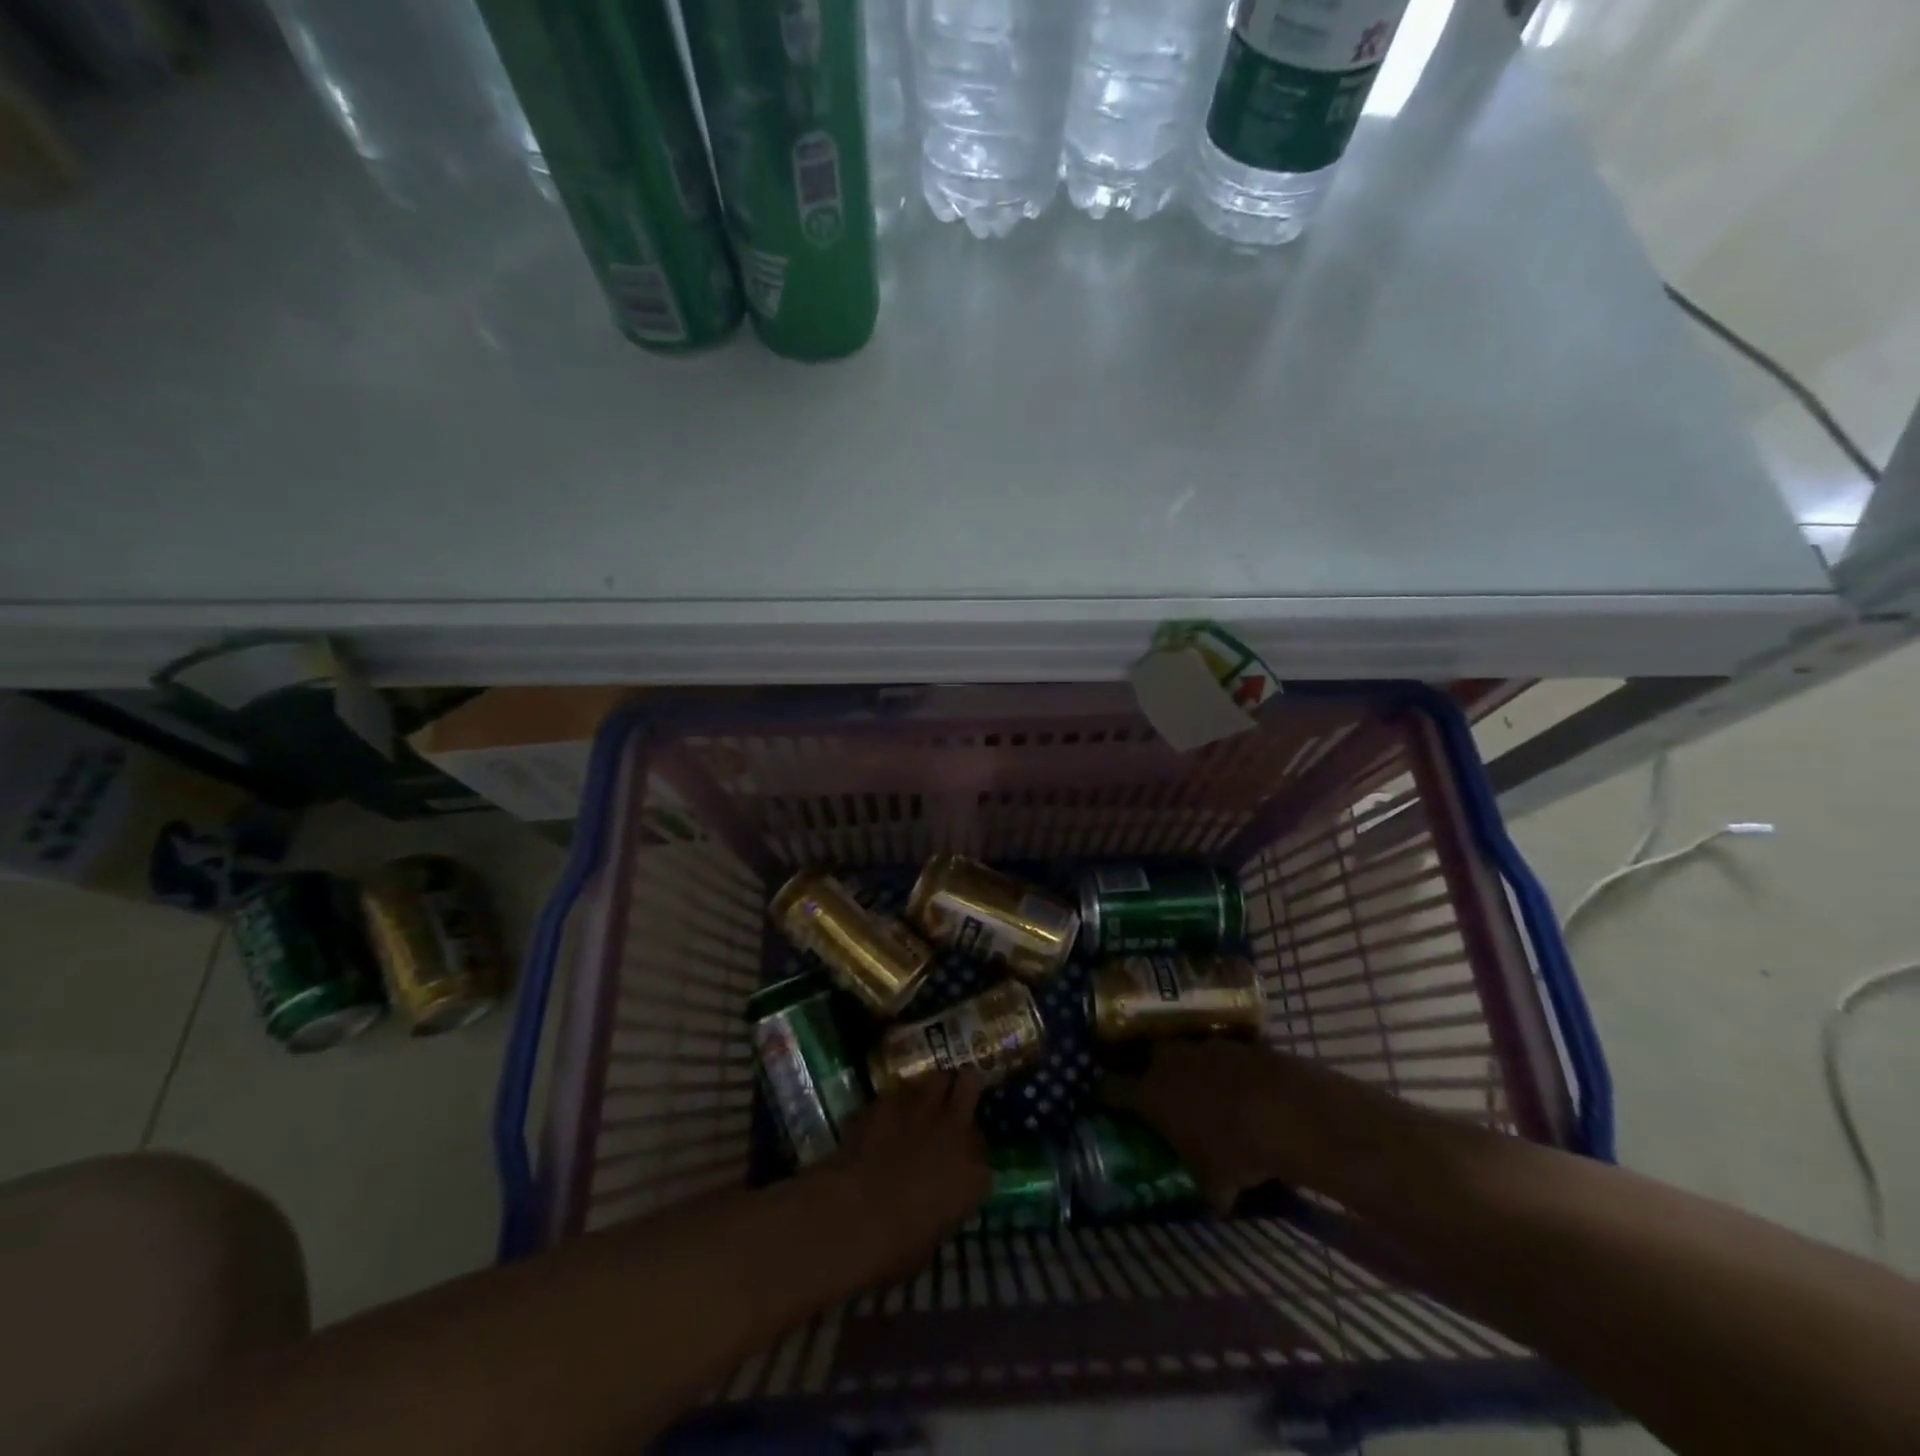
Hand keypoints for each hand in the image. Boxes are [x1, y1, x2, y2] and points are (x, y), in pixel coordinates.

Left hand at [819, 1073, 991, 1281]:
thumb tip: (936, 1199)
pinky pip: (898, 1092)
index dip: (971, 1150)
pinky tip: (885, 1115)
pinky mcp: (887, 1102)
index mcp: (973, 1174)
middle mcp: (954, 1130)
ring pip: (936, 1077)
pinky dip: (895, 1102)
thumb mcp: (933, 1236)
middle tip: (953, 1099)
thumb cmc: (897, 1246)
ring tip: (921, 1102)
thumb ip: (944, 1206)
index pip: (983, 1149)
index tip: (961, 1159)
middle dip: (964, 1087)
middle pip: (970, 1084)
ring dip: (931, 1088)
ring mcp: (921, 1110)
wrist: (854, 1215)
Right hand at [1102, 1039, 1302, 1210]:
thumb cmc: (1236, 1150)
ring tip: (1205, 1091)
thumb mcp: (1217, 1184)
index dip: (1107, 1095)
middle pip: (1147, 1060)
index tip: (1105, 1100)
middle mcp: (1167, 1062)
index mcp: (1150, 1094)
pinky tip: (1240, 1087)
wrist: (1286, 1110)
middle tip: (1161, 1095)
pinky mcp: (1233, 1040)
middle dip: (1151, 1075)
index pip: (1111, 1089)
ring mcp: (1201, 1046)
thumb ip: (1208, 1190)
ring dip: (1190, 1069)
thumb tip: (1214, 1204)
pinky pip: (1219, 1053)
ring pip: (1184, 1053)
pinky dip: (1224, 1068)